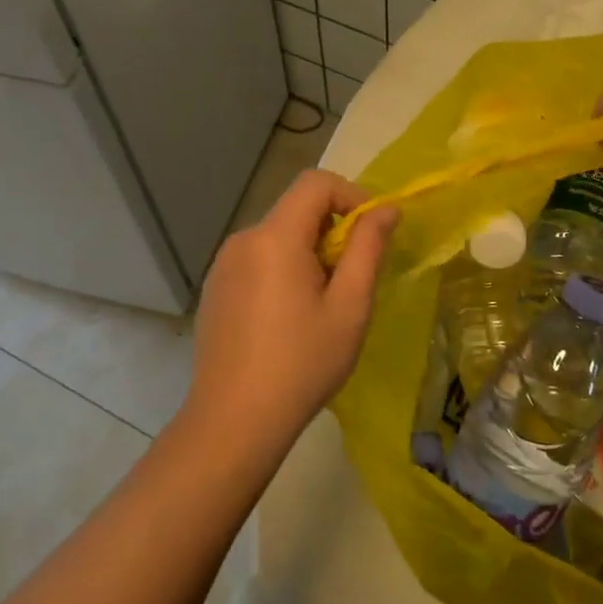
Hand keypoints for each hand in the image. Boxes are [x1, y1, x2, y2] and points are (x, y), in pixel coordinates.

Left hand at [185, 170, 398, 451]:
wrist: (234, 421)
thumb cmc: (302, 363)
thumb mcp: (350, 306)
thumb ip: (369, 248)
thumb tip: (386, 208)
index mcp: (275, 237)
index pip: (316, 183)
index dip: (351, 195)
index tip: (372, 233)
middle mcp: (243, 239)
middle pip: (297, 209)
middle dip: (333, 231)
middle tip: (352, 280)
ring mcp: (224, 264)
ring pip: (279, 235)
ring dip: (309, 252)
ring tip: (322, 304)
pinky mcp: (216, 288)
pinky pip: (258, 259)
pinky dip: (284, 269)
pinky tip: (289, 318)